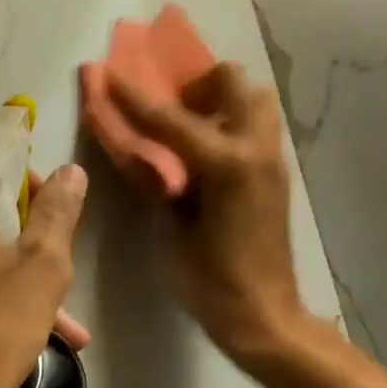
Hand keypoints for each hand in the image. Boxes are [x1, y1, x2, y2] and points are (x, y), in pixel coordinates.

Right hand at [102, 63, 307, 361]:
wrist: (264, 314)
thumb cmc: (210, 282)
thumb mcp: (172, 231)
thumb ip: (159, 184)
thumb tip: (145, 154)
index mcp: (227, 165)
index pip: (171, 118)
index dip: (135, 96)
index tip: (109, 73)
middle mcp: (256, 150)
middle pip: (233, 82)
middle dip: (198, 85)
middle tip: (174, 113)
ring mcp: (272, 160)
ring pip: (255, 100)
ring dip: (222, 102)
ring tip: (193, 132)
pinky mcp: (277, 175)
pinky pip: (257, 128)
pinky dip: (232, 125)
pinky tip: (208, 158)